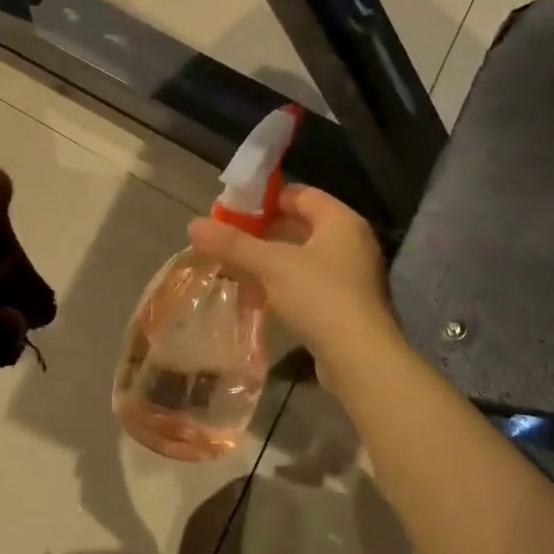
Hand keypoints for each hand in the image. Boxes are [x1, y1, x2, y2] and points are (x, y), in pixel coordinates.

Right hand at [187, 185, 397, 367]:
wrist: (360, 360)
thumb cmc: (319, 296)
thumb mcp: (271, 265)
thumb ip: (233, 243)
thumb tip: (193, 225)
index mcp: (341, 220)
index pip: (299, 194)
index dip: (265, 198)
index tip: (233, 209)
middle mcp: (351, 241)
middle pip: (301, 223)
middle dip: (264, 230)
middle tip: (230, 237)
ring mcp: (352, 274)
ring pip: (304, 254)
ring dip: (272, 257)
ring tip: (237, 264)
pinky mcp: (347, 304)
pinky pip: (309, 280)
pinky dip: (284, 281)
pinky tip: (259, 292)